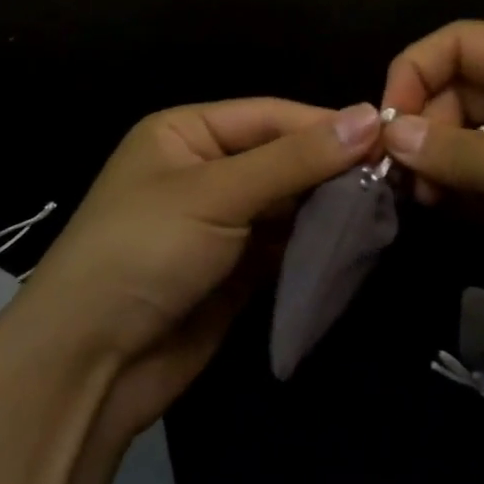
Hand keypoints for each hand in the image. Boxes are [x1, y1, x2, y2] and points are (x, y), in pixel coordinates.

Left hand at [14, 98, 383, 445]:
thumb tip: (369, 116)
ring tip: (386, 204)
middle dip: (332, 166)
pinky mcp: (237, 268)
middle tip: (395, 174)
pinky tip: (356, 238)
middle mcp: (207, 169)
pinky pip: (287, 242)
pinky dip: (317, 241)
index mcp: (188, 132)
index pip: (271, 116)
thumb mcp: (218, 193)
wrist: (89, 366)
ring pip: (290, 201)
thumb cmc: (144, 251)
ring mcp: (223, 221)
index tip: (387, 134)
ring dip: (330, 205)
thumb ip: (295, 158)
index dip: (326, 124)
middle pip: (284, 157)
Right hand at [380, 21, 483, 348]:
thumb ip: (457, 150)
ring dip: (437, 160)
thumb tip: (389, 132)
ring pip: (467, 129)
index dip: (415, 72)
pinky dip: (460, 186)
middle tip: (400, 178)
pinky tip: (448, 215)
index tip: (385, 128)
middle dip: (425, 125)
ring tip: (425, 203)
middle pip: (461, 85)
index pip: (463, 42)